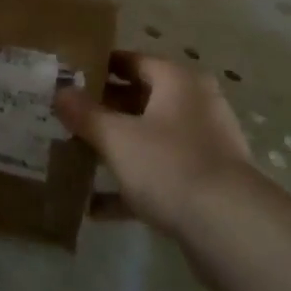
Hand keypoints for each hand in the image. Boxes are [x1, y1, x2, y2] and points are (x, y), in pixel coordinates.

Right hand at [54, 54, 256, 239]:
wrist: (230, 229)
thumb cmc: (170, 165)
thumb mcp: (117, 137)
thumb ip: (86, 114)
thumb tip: (61, 91)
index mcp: (178, 81)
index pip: (133, 61)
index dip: (100, 67)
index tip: (68, 77)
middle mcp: (194, 106)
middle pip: (141, 100)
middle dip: (104, 110)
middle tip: (66, 117)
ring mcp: (202, 146)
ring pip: (149, 139)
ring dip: (116, 149)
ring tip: (75, 156)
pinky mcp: (203, 184)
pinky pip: (159, 176)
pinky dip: (131, 186)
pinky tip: (95, 206)